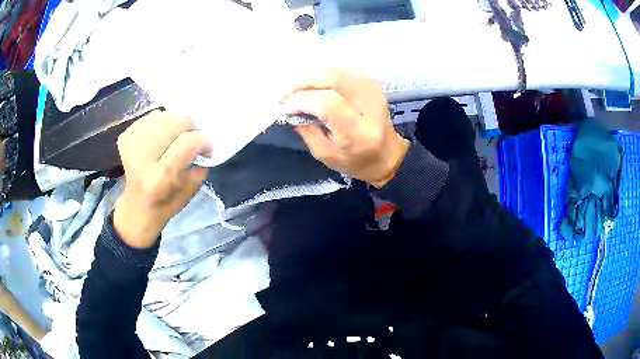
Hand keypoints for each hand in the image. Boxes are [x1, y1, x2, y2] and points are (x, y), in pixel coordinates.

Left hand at [113, 111, 210, 248]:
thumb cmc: (166, 204)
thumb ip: (199, 166)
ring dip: (175, 122)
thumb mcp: (189, 192)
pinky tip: (161, 136)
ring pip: (162, 116)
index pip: (186, 144)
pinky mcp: (125, 138)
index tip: (208, 146)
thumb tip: (203, 142)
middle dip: (190, 126)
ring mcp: (130, 146)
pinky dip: (161, 122)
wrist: (137, 207)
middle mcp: (141, 160)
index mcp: (158, 180)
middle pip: (173, 123)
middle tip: (192, 137)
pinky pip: (150, 117)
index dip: (203, 139)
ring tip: (177, 136)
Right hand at [282, 68, 409, 187]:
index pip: (328, 103)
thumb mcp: (324, 154)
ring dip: (309, 75)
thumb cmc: (355, 161)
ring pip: (335, 70)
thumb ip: (305, 129)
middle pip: (332, 79)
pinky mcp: (371, 83)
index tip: (285, 106)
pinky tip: (310, 84)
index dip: (302, 100)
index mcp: (359, 132)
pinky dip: (320, 74)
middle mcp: (369, 105)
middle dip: (303, 81)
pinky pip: (340, 70)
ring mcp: (372, 90)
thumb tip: (289, 106)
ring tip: (294, 88)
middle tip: (285, 92)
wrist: (387, 155)